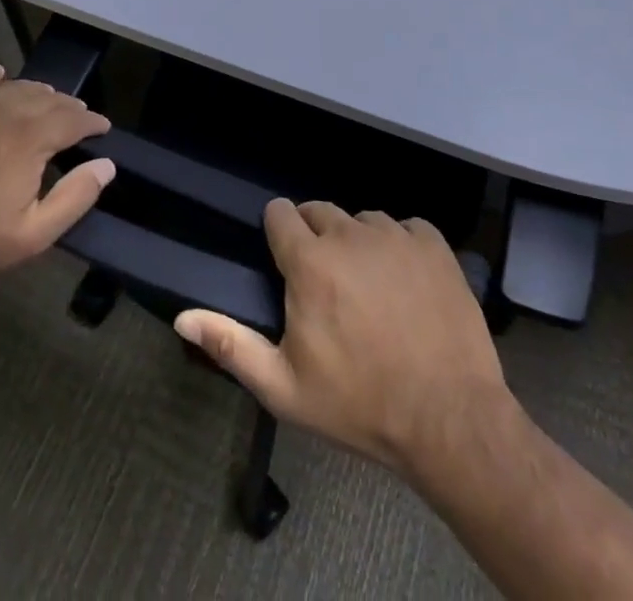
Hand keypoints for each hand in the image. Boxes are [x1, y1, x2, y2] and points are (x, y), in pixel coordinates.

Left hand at [0, 65, 115, 296]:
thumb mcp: (32, 235)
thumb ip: (74, 197)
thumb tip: (106, 165)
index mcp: (29, 139)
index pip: (72, 119)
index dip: (92, 121)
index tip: (103, 127)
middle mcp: (3, 112)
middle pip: (45, 99)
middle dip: (68, 106)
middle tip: (79, 116)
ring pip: (13, 88)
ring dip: (37, 92)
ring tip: (49, 99)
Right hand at [174, 199, 513, 476]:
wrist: (451, 421)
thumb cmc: (359, 405)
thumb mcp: (284, 387)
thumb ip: (230, 344)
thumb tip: (182, 317)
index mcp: (309, 262)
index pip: (280, 213)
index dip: (278, 232)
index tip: (285, 260)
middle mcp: (350, 234)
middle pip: (320, 211)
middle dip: (315, 237)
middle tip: (325, 283)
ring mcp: (395, 235)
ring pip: (363, 220)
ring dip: (358, 242)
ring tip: (369, 287)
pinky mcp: (433, 244)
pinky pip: (406, 227)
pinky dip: (401, 246)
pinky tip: (407, 283)